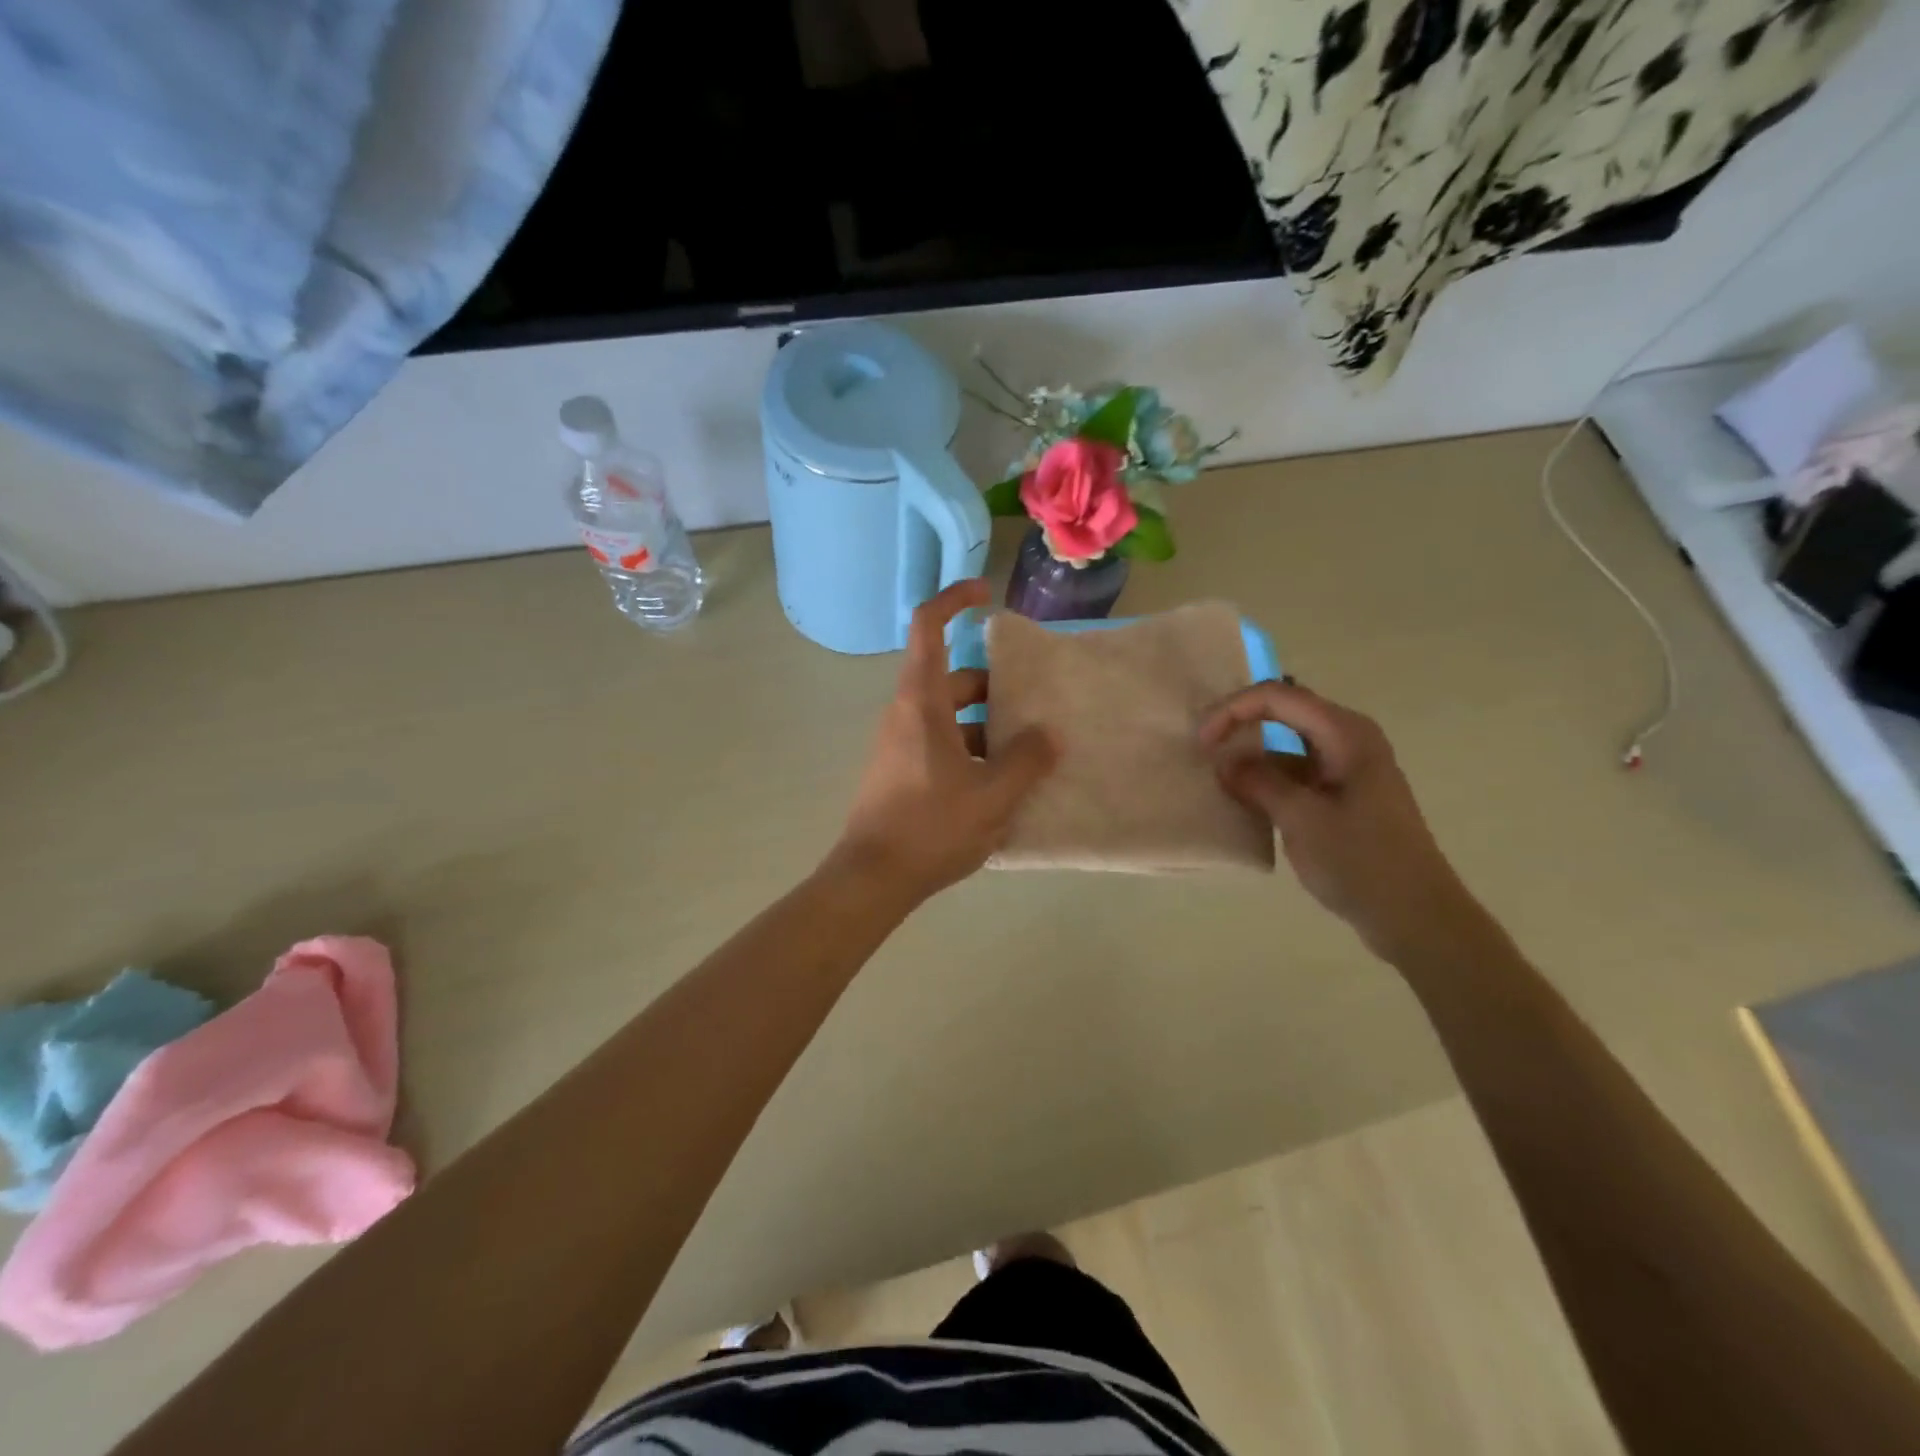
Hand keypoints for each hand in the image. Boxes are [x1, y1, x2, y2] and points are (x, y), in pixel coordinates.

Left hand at [831, 581, 1058, 903]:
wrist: (872, 878)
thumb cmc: (931, 827)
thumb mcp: (992, 795)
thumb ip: (1026, 760)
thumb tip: (1047, 734)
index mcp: (922, 702)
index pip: (928, 627)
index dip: (954, 600)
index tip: (986, 593)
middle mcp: (906, 713)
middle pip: (953, 678)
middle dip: (995, 686)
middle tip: (1036, 706)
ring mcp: (901, 743)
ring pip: (951, 716)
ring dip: (988, 725)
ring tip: (1030, 752)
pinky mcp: (902, 771)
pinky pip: (942, 744)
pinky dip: (973, 750)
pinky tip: (1002, 785)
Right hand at [1199, 682, 1481, 959]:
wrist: (1416, 916)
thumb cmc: (1362, 863)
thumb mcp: (1301, 819)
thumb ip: (1259, 782)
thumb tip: (1225, 762)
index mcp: (1346, 734)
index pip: (1278, 697)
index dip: (1234, 710)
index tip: (1202, 742)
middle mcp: (1348, 740)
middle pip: (1283, 712)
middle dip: (1240, 724)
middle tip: (1202, 750)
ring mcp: (1347, 768)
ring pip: (1287, 743)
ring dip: (1251, 753)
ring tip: (1216, 775)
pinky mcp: (1342, 795)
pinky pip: (1296, 772)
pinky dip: (1267, 778)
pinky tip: (1244, 798)